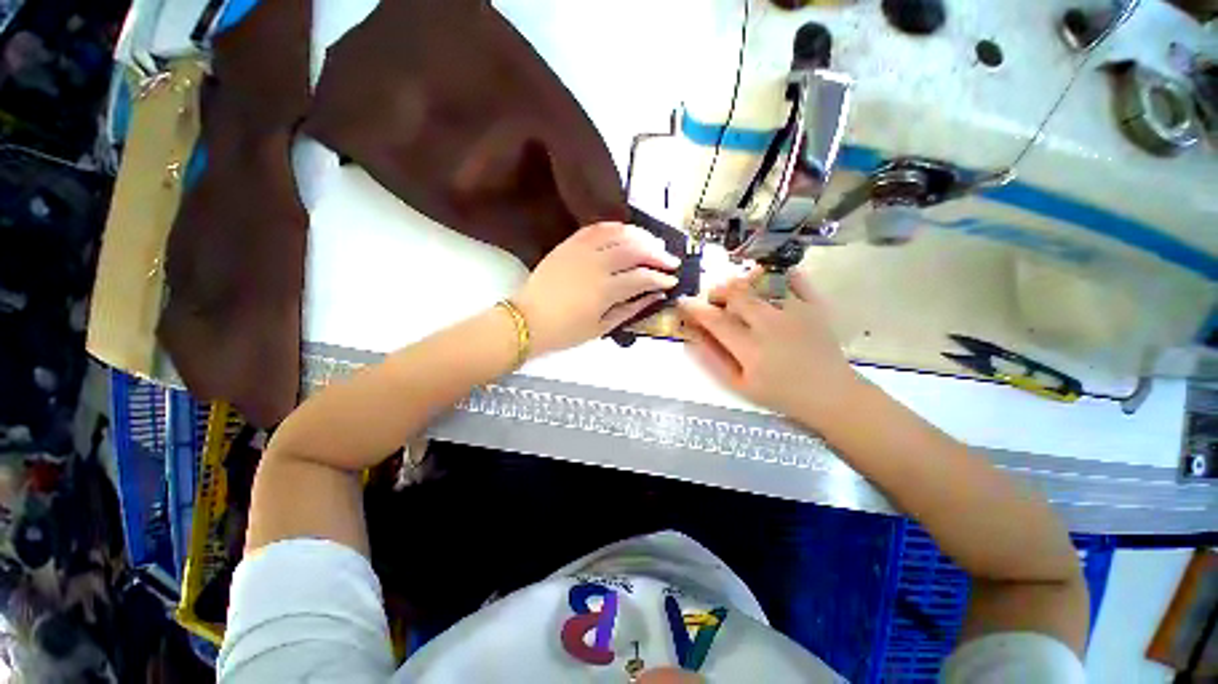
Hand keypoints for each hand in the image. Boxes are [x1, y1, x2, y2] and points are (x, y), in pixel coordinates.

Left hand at [514, 222, 679, 355]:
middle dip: (657, 254)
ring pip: (618, 234)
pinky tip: (625, 231)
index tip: (672, 280)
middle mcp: (596, 265)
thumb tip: (654, 296)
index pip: (642, 277)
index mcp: (605, 290)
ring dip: (640, 236)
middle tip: (670, 260)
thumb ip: (631, 310)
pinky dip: (614, 227)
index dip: (661, 278)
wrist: (527, 320)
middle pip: (635, 251)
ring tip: (653, 243)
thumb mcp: (602, 328)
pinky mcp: (568, 244)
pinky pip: (595, 228)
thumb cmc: (565, 332)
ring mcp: (581, 251)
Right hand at [677, 269, 861, 427]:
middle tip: (713, 298)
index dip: (694, 308)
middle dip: (717, 291)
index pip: (714, 320)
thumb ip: (714, 361)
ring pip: (761, 284)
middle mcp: (770, 324)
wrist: (831, 395)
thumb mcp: (740, 386)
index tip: (683, 302)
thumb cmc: (781, 394)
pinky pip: (797, 281)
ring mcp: (795, 313)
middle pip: (736, 294)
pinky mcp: (815, 308)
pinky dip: (783, 276)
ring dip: (743, 284)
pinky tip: (775, 280)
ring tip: (739, 292)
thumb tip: (690, 340)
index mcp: (750, 348)